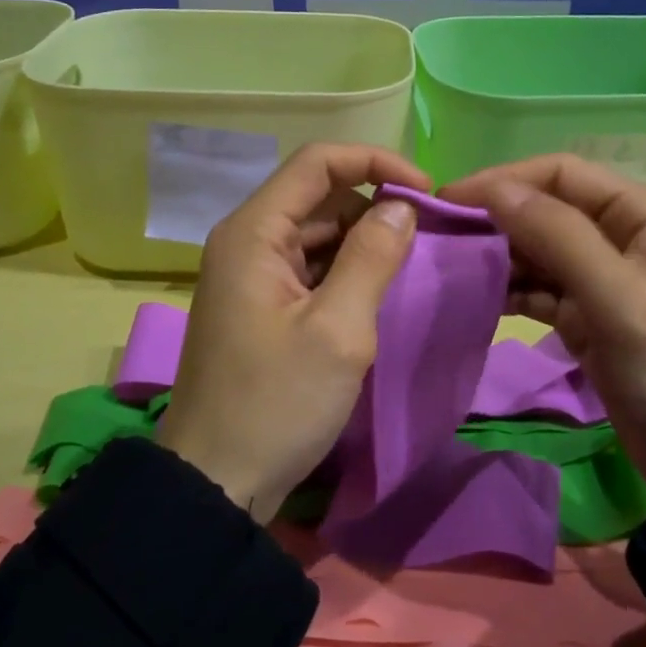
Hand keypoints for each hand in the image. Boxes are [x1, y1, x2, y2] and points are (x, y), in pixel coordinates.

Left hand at [159, 143, 426, 520]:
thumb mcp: (337, 330)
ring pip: (316, 233)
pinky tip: (378, 291)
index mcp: (253, 233)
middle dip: (374, 204)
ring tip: (412, 263)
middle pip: (317, 196)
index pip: (317, 163)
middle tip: (429, 235)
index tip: (427, 192)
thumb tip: (401, 206)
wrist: (216, 483)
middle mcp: (246, 241)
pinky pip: (309, 268)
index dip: (376, 163)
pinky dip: (346, 269)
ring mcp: (251, 275)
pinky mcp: (261, 306)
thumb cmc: (275, 403)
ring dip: (363, 240)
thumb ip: (372, 258)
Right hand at [440, 155, 645, 502]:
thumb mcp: (617, 297)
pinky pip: (538, 286)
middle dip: (495, 216)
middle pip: (545, 207)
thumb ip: (557, 236)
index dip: (504, 179)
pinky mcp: (586, 313)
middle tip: (440, 233)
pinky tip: (476, 295)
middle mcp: (621, 234)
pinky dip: (509, 288)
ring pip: (537, 247)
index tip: (449, 199)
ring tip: (449, 263)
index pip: (561, 173)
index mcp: (642, 214)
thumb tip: (494, 190)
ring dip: (497, 252)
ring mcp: (602, 276)